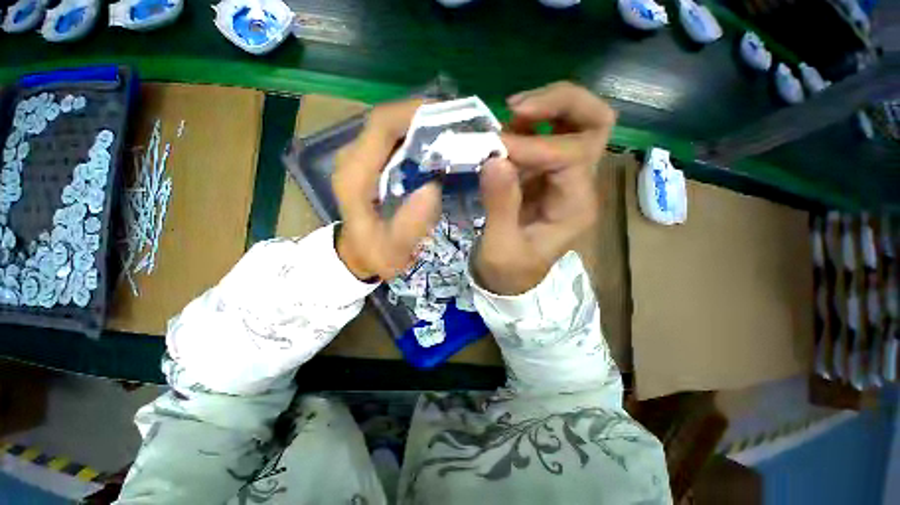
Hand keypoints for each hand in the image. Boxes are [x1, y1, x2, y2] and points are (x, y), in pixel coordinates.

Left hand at [333, 100, 441, 280]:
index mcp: (355, 174)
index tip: (450, 117)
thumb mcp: (393, 249)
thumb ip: (411, 224)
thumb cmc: (375, 253)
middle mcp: (354, 157)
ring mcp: (362, 157)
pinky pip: (396, 139)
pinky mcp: (371, 162)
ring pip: (393, 126)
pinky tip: (439, 147)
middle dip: (425, 116)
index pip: (381, 126)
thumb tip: (433, 187)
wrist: (358, 253)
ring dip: (424, 124)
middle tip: (461, 125)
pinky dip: (419, 137)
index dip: (415, 113)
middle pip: (388, 120)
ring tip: (455, 133)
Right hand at [475, 82, 615, 294]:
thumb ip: (500, 206)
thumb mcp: (501, 248)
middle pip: (595, 124)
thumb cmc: (508, 272)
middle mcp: (579, 186)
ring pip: (575, 122)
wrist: (511, 281)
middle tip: (516, 107)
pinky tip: (505, 134)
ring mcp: (563, 178)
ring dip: (544, 109)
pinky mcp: (544, 176)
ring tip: (508, 117)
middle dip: (560, 103)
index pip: (570, 156)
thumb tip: (494, 159)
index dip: (533, 145)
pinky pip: (547, 136)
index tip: (494, 147)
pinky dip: (528, 125)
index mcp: (575, 208)